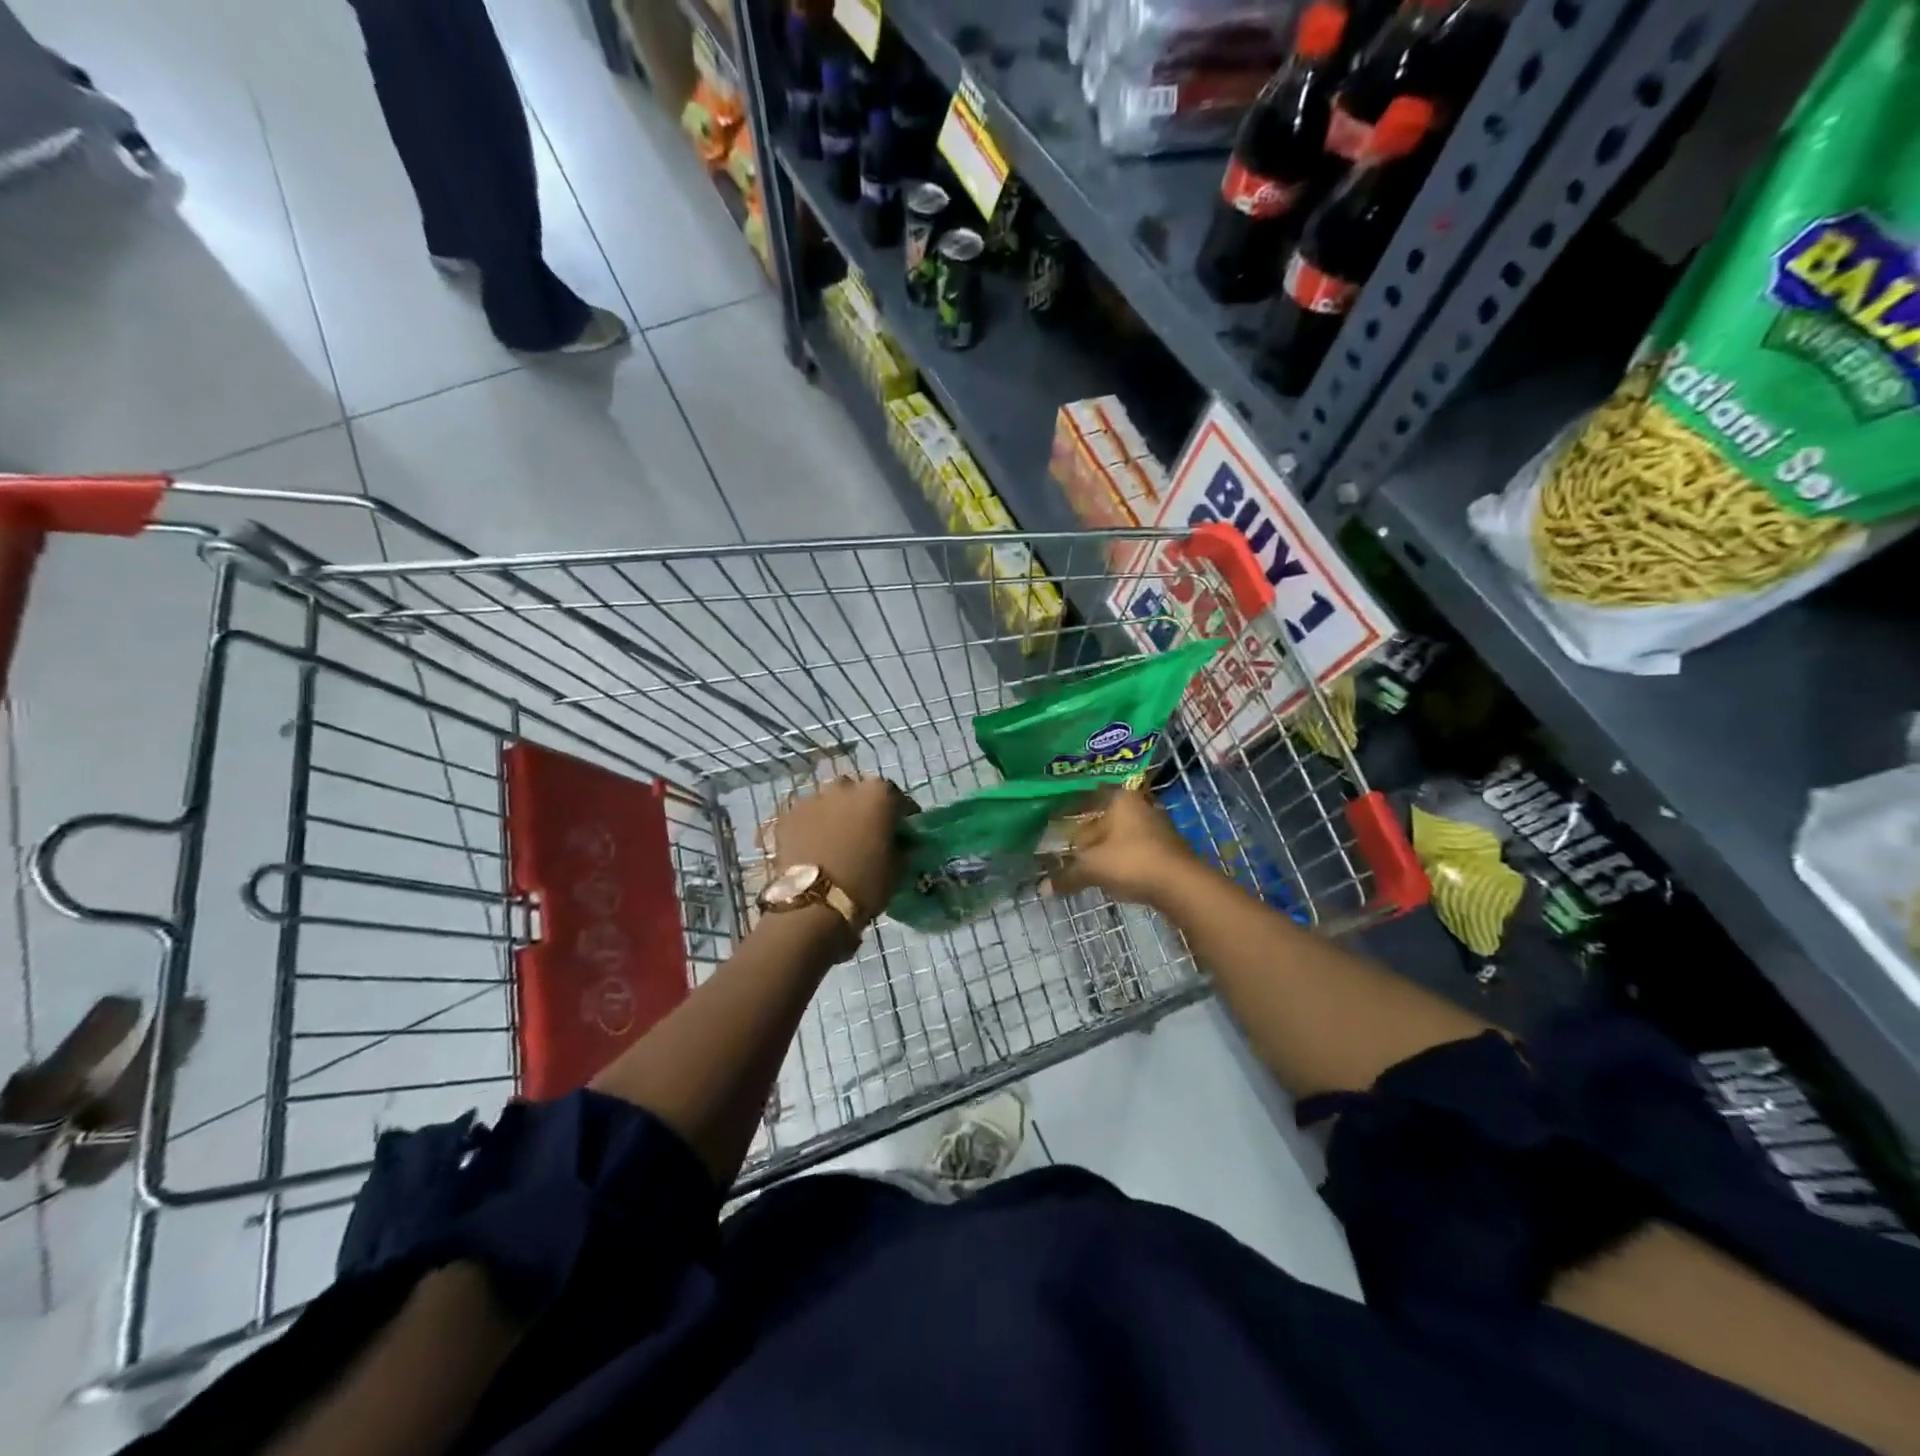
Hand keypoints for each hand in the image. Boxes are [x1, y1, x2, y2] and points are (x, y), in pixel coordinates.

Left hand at [770, 776, 907, 921]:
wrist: (813, 905)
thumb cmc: (865, 884)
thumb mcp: (898, 868)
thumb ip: (902, 846)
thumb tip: (901, 842)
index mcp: (878, 794)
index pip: (897, 797)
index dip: (900, 815)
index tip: (901, 831)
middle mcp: (845, 787)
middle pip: (859, 793)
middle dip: (864, 809)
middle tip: (866, 834)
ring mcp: (813, 798)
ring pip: (830, 802)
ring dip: (836, 815)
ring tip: (836, 841)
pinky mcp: (788, 815)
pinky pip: (807, 816)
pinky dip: (812, 827)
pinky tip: (813, 847)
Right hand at [1047, 786, 1203, 908]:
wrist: (1181, 885)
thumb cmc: (1132, 861)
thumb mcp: (1093, 867)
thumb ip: (1067, 875)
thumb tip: (1042, 888)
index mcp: (1121, 798)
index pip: (1089, 794)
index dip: (1070, 806)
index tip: (1054, 817)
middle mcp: (1140, 805)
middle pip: (1105, 816)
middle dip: (1086, 833)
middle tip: (1067, 847)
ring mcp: (1157, 826)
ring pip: (1121, 833)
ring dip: (1104, 848)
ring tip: (1085, 864)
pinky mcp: (1167, 847)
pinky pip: (1134, 848)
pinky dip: (1120, 858)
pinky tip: (1110, 873)